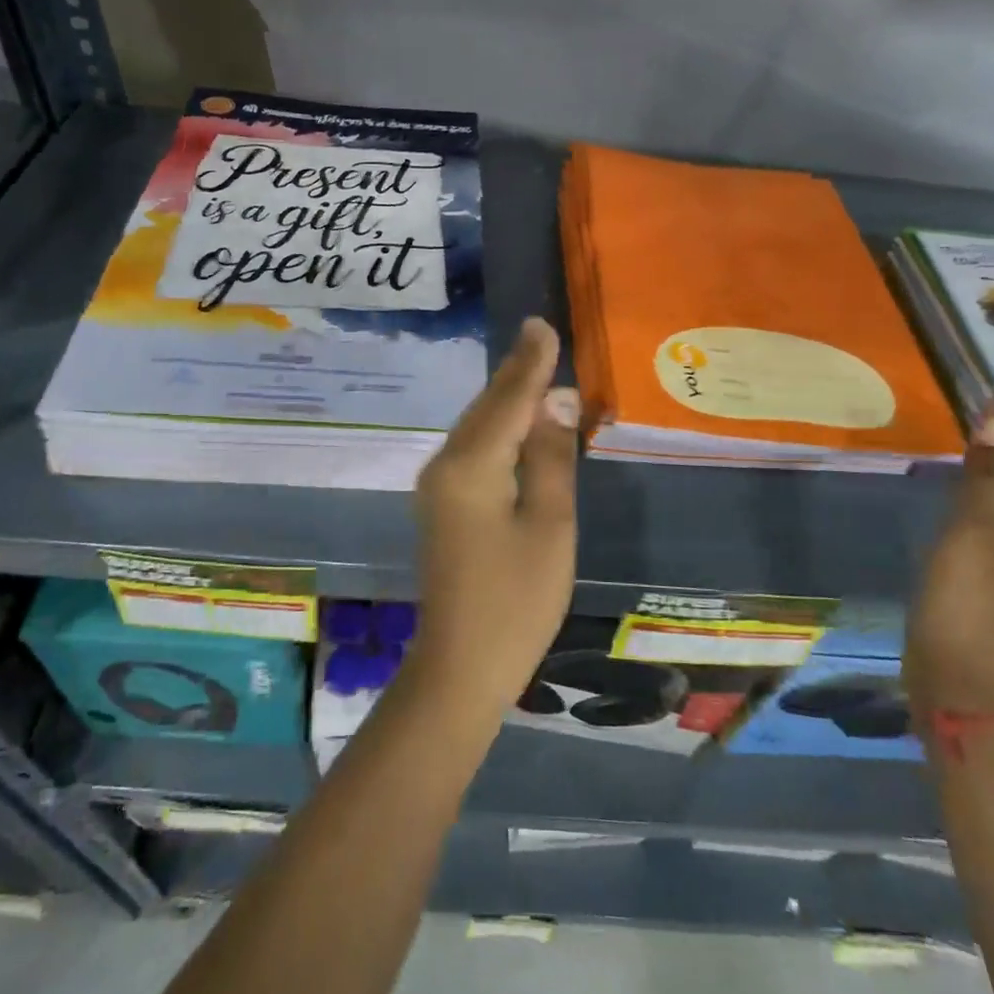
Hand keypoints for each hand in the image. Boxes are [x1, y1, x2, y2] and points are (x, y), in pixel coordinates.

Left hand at [408, 317, 579, 715]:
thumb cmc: (516, 601)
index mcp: (471, 466)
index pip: (508, 400)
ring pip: (477, 427)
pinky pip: (473, 450)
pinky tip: (517, 422)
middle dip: (517, 374)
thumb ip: (551, 458)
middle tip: (542, 338)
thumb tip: (556, 402)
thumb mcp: (549, 525)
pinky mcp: (441, 505)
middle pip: (487, 408)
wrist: (460, 667)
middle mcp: (445, 465)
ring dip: (507, 399)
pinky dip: (498, 428)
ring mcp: (437, 486)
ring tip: (536, 368)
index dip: (530, 363)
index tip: (542, 326)